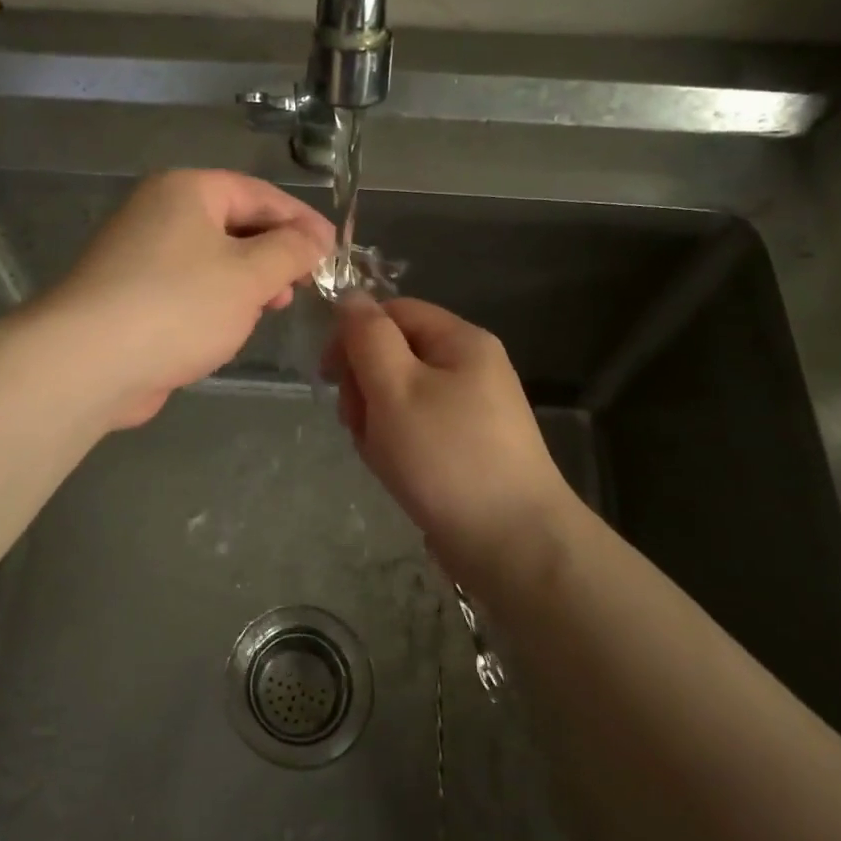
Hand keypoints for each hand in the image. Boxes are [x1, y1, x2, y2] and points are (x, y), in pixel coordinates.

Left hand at [45, 170, 333, 427]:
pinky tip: (229, 329)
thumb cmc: (179, 306)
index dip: (302, 222)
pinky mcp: (131, 296)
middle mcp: (159, 212)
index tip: (334, 253)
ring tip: (270, 309)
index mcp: (187, 191)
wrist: (89, 362)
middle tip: (303, 286)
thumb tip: (315, 238)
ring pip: (212, 260)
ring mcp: (140, 255)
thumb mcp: (249, 275)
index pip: (259, 194)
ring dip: (247, 283)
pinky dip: (215, 303)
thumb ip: (291, 251)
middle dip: (274, 255)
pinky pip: (188, 289)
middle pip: (235, 224)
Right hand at [325, 295, 574, 582]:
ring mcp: (472, 409)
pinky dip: (398, 444)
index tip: (328, 375)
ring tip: (381, 455)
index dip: (353, 335)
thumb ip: (368, 337)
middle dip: (365, 385)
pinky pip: (418, 428)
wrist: (512, 543)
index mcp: (461, 340)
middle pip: (395, 354)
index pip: (392, 312)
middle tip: (357, 423)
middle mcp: (471, 367)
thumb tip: (350, 297)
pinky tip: (396, 471)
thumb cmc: (446, 456)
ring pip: (401, 395)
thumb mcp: (395, 387)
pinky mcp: (468, 446)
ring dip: (377, 420)